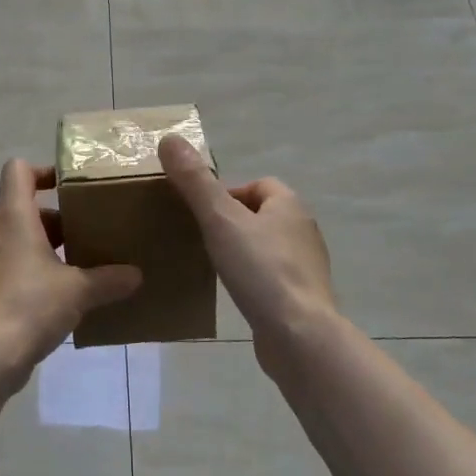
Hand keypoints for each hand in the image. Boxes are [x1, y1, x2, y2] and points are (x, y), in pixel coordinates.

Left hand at [0, 159, 141, 373]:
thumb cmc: (32, 304)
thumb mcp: (80, 290)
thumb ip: (109, 279)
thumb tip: (137, 275)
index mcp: (13, 216)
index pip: (17, 170)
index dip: (42, 171)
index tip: (68, 187)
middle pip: (15, 202)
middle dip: (46, 213)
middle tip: (76, 228)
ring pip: (9, 233)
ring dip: (36, 240)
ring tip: (69, 259)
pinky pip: (4, 259)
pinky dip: (25, 264)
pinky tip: (53, 288)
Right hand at [159, 135, 337, 350]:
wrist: (299, 336)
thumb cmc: (260, 270)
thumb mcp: (219, 220)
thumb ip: (195, 182)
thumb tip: (169, 138)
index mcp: (289, 205)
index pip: (258, 184)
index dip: (228, 193)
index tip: (201, 213)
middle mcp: (303, 230)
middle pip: (262, 214)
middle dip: (232, 221)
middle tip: (202, 237)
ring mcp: (306, 266)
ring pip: (267, 246)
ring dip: (243, 250)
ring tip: (214, 264)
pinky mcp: (302, 297)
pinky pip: (272, 277)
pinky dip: (253, 278)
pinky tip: (235, 293)